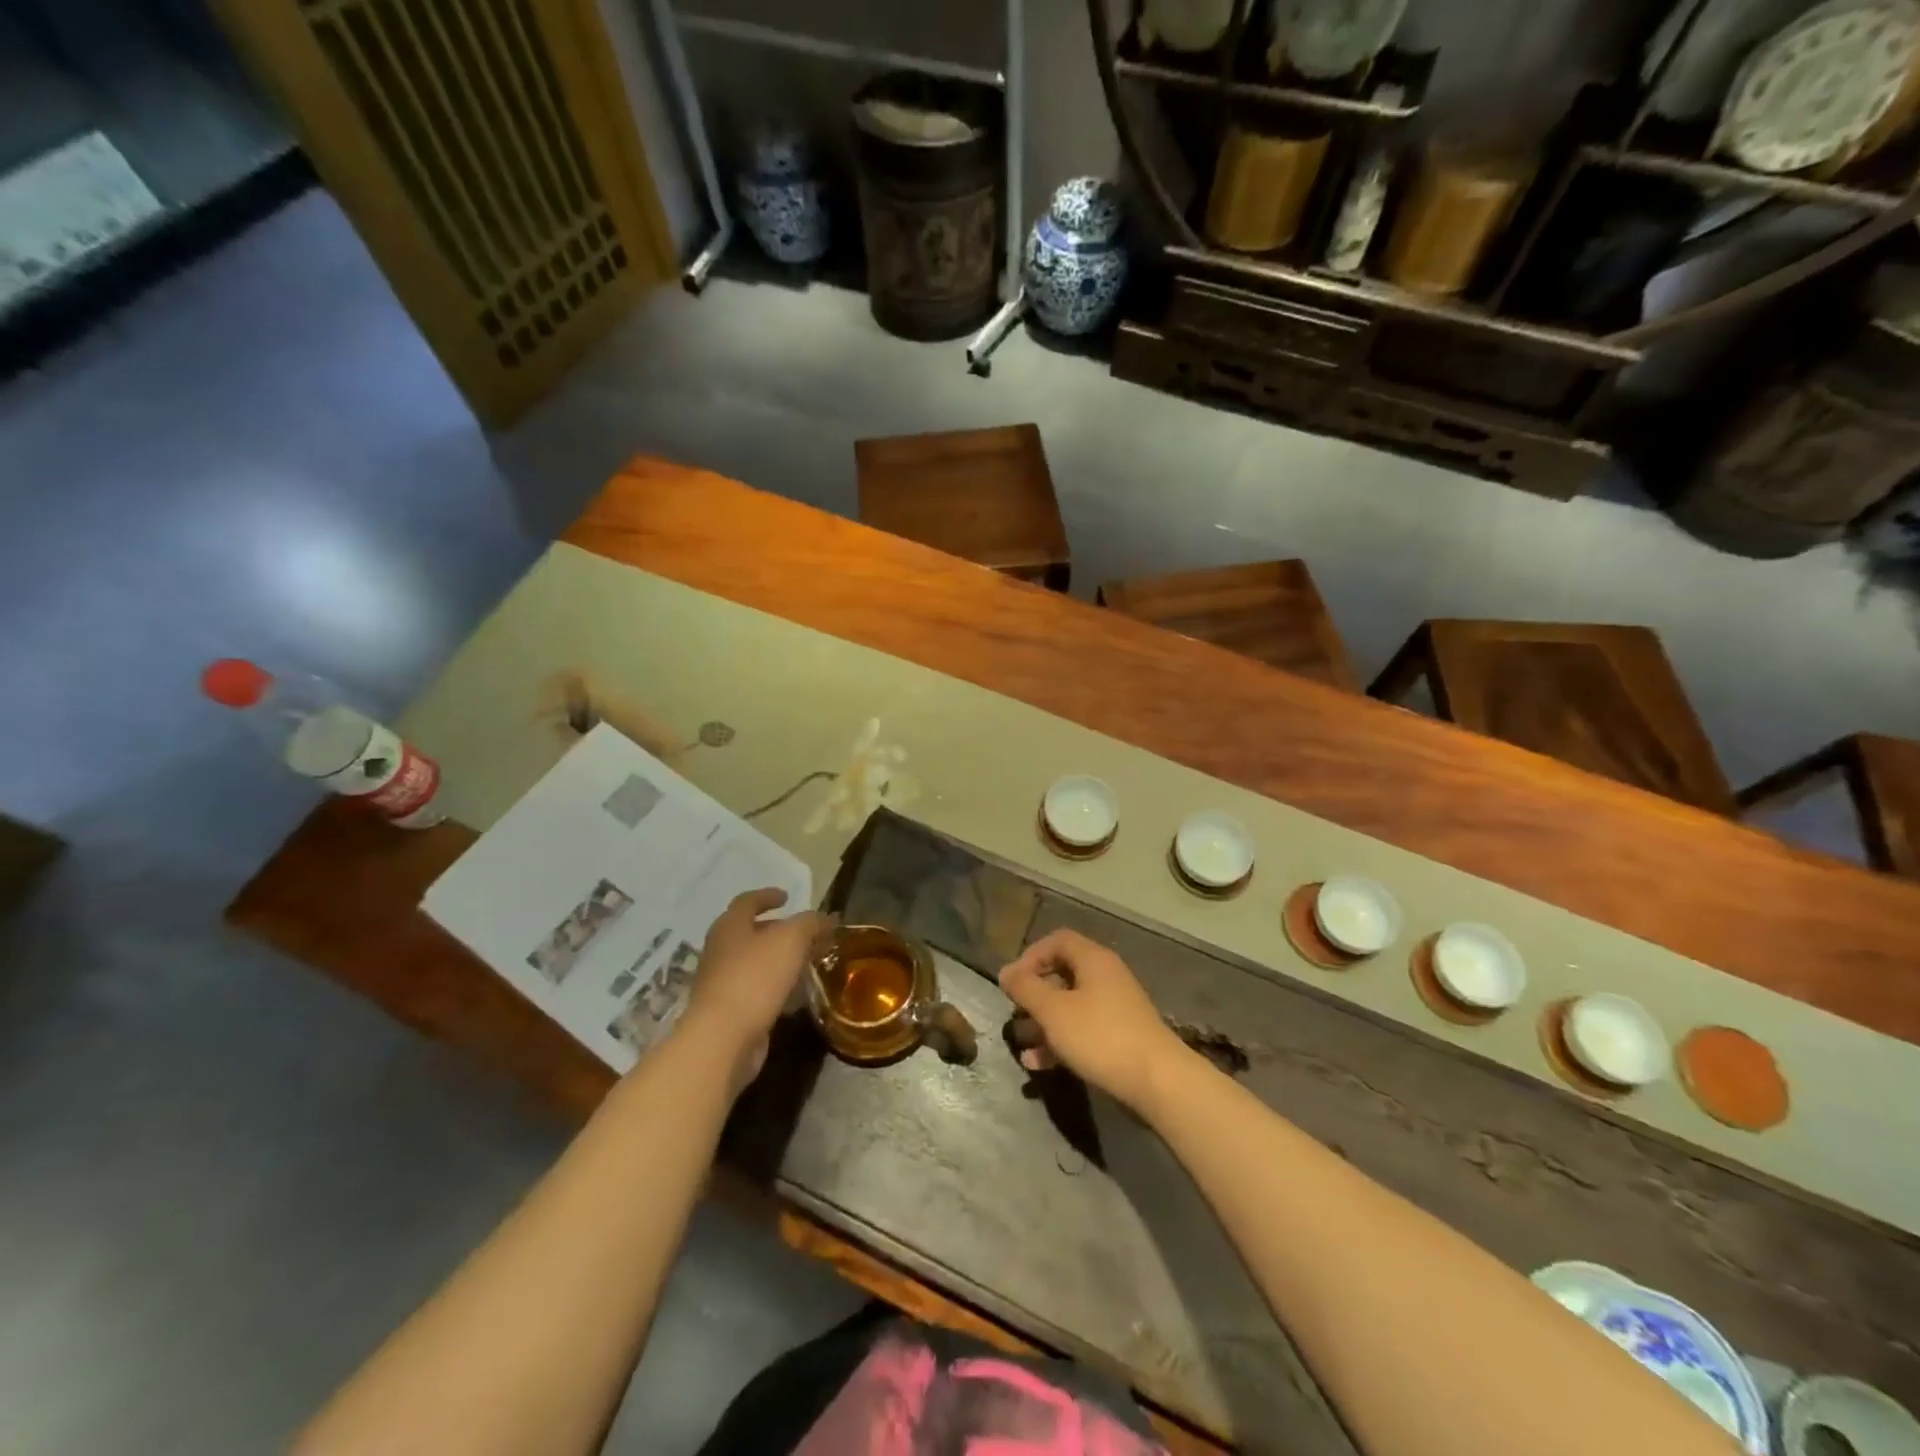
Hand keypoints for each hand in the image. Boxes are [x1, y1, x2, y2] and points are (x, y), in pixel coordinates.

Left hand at [685, 888, 832, 1088]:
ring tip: (808, 963)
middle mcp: (721, 951)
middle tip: (806, 933)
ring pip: (756, 964)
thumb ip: (810, 924)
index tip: (787, 896)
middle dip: (779, 931)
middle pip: (750, 933)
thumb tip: (826, 918)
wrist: (722, 1039)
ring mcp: (722, 983)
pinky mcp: (729, 1013)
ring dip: (781, 961)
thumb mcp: (791, 940)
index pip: (747, 901)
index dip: (768, 895)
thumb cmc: (755, 978)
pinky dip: (778, 989)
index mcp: (730, 927)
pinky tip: (798, 997)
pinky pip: (758, 992)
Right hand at [997, 929, 1187, 1113]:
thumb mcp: (1054, 1011)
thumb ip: (1026, 989)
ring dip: (1044, 1023)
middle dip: (1035, 995)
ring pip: (1071, 1006)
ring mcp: (1116, 1008)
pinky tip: (1040, 1065)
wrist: (1157, 1082)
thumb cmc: (1100, 1037)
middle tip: (1016, 1014)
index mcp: (1093, 960)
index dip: (1031, 956)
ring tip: (1023, 1045)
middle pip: (1063, 973)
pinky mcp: (1120, 1037)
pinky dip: (1061, 1041)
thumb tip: (1006, 972)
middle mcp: (1106, 977)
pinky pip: (1083, 1029)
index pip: (1057, 941)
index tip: (1012, 983)